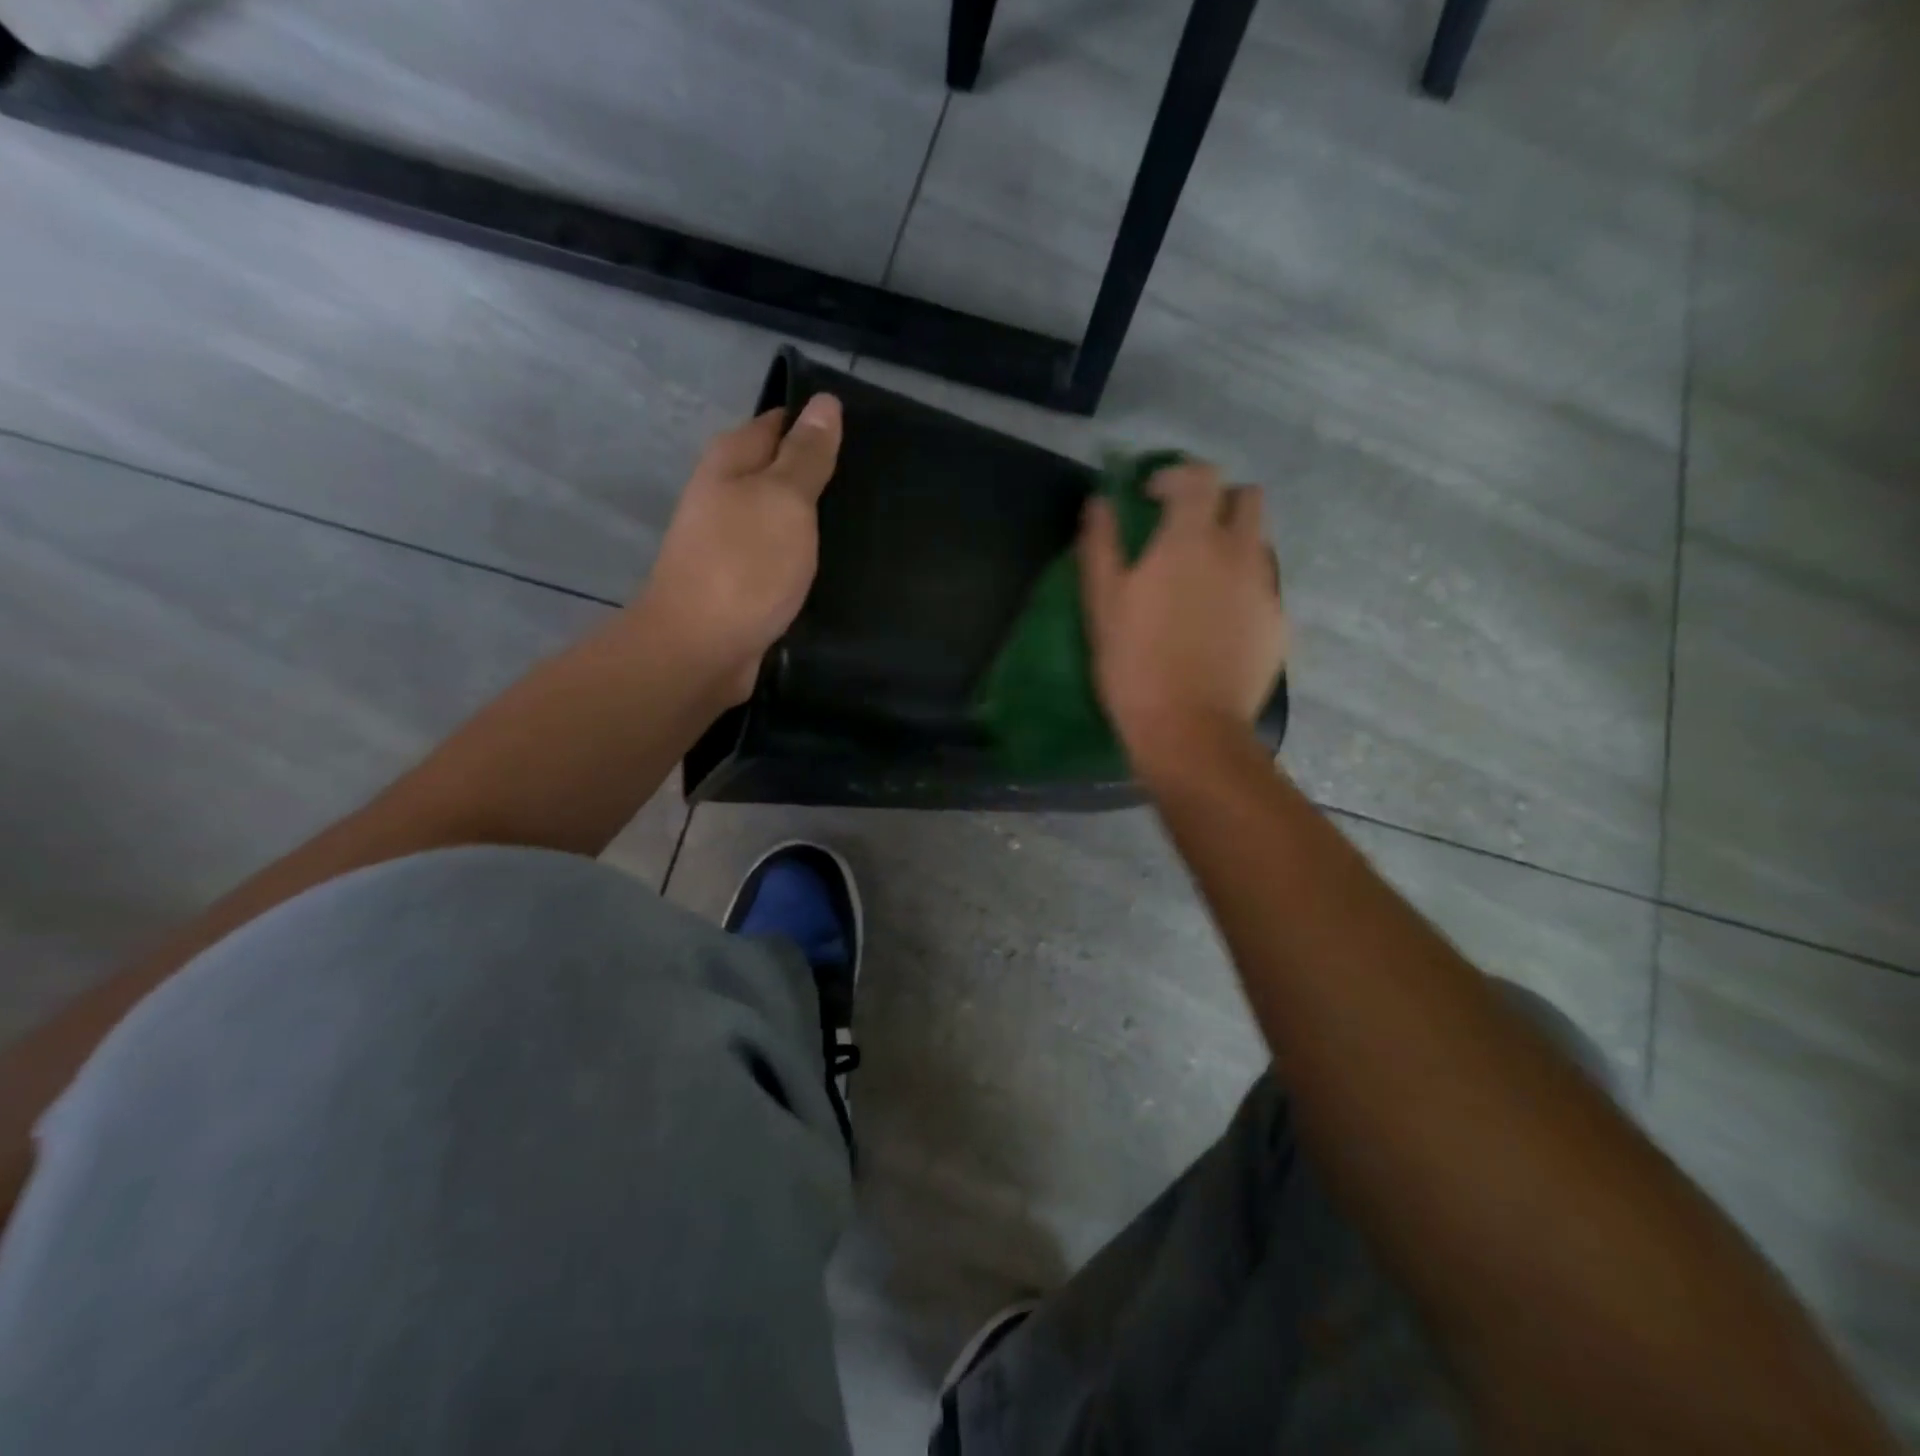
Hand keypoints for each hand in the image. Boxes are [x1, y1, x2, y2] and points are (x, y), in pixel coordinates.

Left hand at [632, 395, 842, 702]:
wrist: (700, 650)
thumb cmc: (744, 565)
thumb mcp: (784, 500)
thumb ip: (806, 455)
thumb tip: (824, 403)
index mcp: (732, 461)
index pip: (782, 423)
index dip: (821, 425)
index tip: (870, 438)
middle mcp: (727, 494)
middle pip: (782, 471)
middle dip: (825, 475)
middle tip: (881, 484)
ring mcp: (733, 541)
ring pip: (785, 517)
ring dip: (819, 520)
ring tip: (872, 522)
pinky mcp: (744, 581)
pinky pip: (784, 556)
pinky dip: (808, 557)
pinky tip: (841, 564)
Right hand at [1078, 461, 1286, 770]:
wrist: (1190, 730)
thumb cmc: (1135, 664)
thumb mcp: (1103, 604)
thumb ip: (1101, 545)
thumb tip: (1100, 502)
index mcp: (1192, 540)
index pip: (1199, 477)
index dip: (1175, 476)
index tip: (1151, 497)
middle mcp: (1239, 553)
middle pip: (1247, 498)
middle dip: (1218, 502)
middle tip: (1187, 531)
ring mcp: (1265, 589)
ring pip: (1259, 543)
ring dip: (1234, 544)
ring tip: (1203, 580)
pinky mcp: (1279, 624)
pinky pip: (1265, 587)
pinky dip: (1244, 588)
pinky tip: (1219, 622)